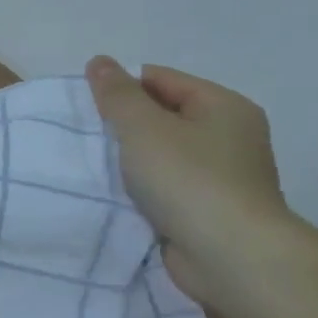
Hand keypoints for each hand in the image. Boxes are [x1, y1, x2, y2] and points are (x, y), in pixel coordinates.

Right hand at [85, 56, 288, 304]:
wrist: (231, 256)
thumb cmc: (188, 179)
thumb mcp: (143, 127)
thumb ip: (116, 94)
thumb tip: (99, 61)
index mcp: (224, 106)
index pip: (160, 79)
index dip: (120, 88)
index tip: (86, 108)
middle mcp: (230, 135)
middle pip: (162, 115)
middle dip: (123, 124)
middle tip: (87, 136)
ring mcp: (223, 175)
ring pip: (162, 153)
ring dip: (130, 159)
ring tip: (96, 165)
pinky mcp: (210, 209)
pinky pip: (166, 185)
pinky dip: (142, 187)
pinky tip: (117, 193)